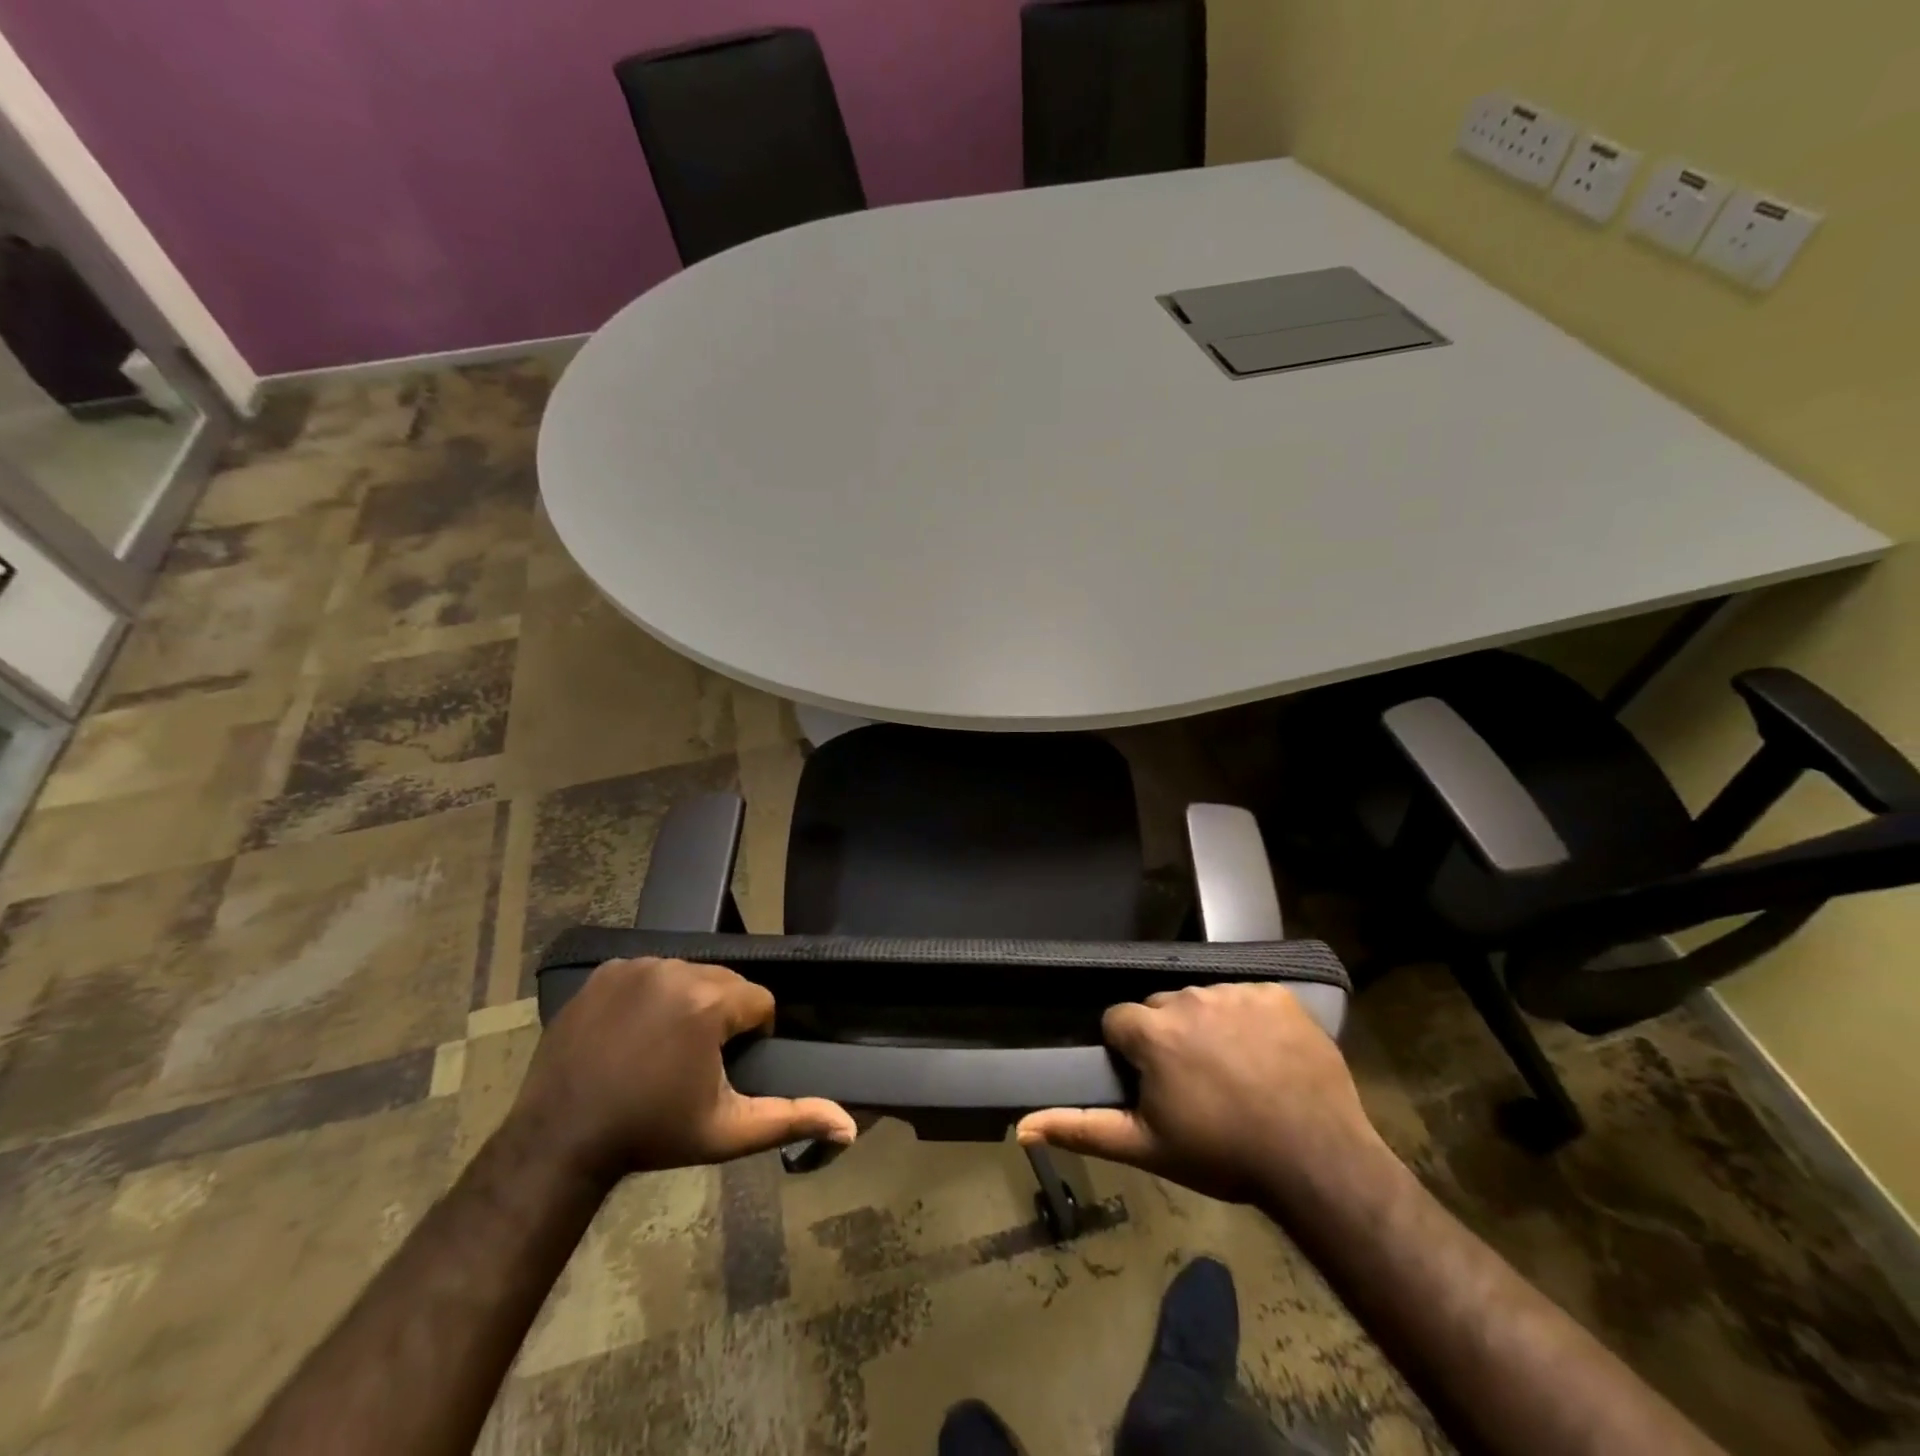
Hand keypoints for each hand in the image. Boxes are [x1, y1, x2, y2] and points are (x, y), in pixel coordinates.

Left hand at [510, 958, 856, 1185]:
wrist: (560, 1140)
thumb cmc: (651, 1134)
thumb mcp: (727, 1131)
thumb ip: (791, 1118)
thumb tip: (849, 1124)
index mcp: (710, 1002)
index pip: (760, 1002)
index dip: (752, 1036)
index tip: (726, 1070)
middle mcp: (676, 970)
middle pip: (726, 983)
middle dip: (722, 1017)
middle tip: (696, 1062)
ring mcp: (636, 967)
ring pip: (689, 975)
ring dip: (689, 1004)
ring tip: (666, 1048)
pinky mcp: (606, 972)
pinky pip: (650, 972)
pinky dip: (652, 995)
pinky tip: (636, 1032)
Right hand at [1017, 983, 1385, 1205]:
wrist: (1317, 1162)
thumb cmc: (1223, 1155)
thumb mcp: (1146, 1147)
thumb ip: (1081, 1128)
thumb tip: (1021, 1126)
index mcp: (1152, 1030)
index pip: (1119, 1021)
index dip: (1131, 1053)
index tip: (1154, 1084)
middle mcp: (1188, 998)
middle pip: (1161, 1008)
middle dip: (1168, 1038)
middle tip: (1196, 1085)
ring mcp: (1235, 992)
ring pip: (1203, 1001)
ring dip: (1208, 1027)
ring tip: (1234, 1073)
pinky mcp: (1276, 994)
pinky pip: (1247, 997)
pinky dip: (1249, 1020)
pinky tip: (1265, 1055)